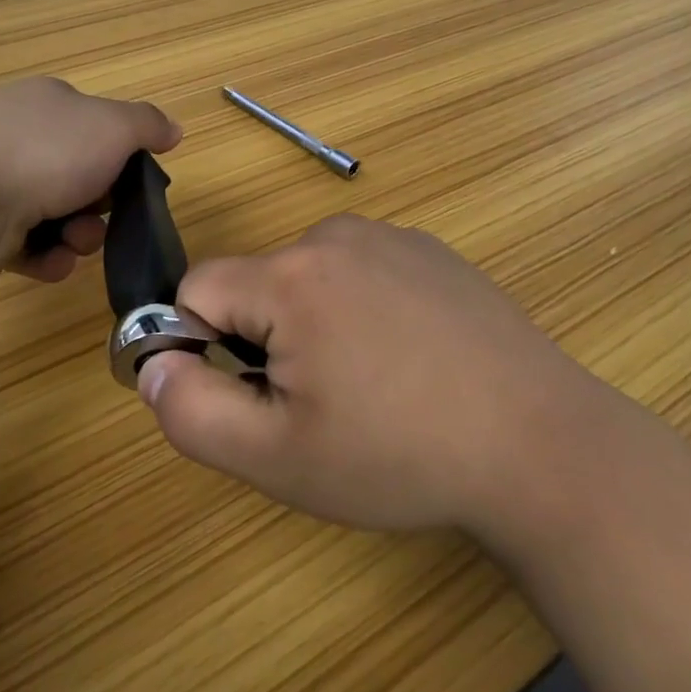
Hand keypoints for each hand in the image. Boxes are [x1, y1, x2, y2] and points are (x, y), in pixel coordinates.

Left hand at [0, 77, 180, 281]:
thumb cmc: (48, 152)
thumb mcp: (116, 127)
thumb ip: (149, 125)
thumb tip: (173, 130)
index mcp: (46, 103)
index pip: (94, 125)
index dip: (118, 155)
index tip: (131, 181)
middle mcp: (15, 135)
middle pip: (78, 175)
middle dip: (99, 205)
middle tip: (103, 218)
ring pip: (55, 214)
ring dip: (77, 235)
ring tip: (72, 245)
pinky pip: (25, 244)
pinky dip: (44, 256)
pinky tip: (48, 262)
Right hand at [140, 216, 613, 539]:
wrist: (538, 443)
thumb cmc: (398, 455)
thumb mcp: (277, 457)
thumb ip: (191, 410)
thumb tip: (151, 363)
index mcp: (292, 275)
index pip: (198, 288)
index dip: (203, 345)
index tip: (249, 394)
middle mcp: (337, 235)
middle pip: (258, 283)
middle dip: (265, 339)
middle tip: (321, 404)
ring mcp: (391, 236)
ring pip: (310, 277)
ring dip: (315, 324)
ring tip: (373, 384)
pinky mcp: (431, 249)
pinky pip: (363, 271)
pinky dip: (364, 308)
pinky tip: (413, 359)